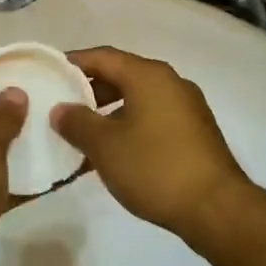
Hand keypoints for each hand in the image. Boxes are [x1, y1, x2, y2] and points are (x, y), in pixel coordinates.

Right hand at [50, 48, 254, 239]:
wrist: (216, 208)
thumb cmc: (155, 167)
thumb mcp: (105, 146)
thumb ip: (77, 122)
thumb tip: (60, 109)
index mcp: (149, 76)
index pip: (103, 57)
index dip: (73, 62)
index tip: (49, 73)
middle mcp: (171, 83)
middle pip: (122, 75)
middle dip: (90, 89)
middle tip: (62, 105)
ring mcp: (187, 107)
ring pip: (138, 99)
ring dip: (109, 111)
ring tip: (83, 132)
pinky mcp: (195, 132)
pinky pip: (153, 117)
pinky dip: (129, 125)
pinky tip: (114, 152)